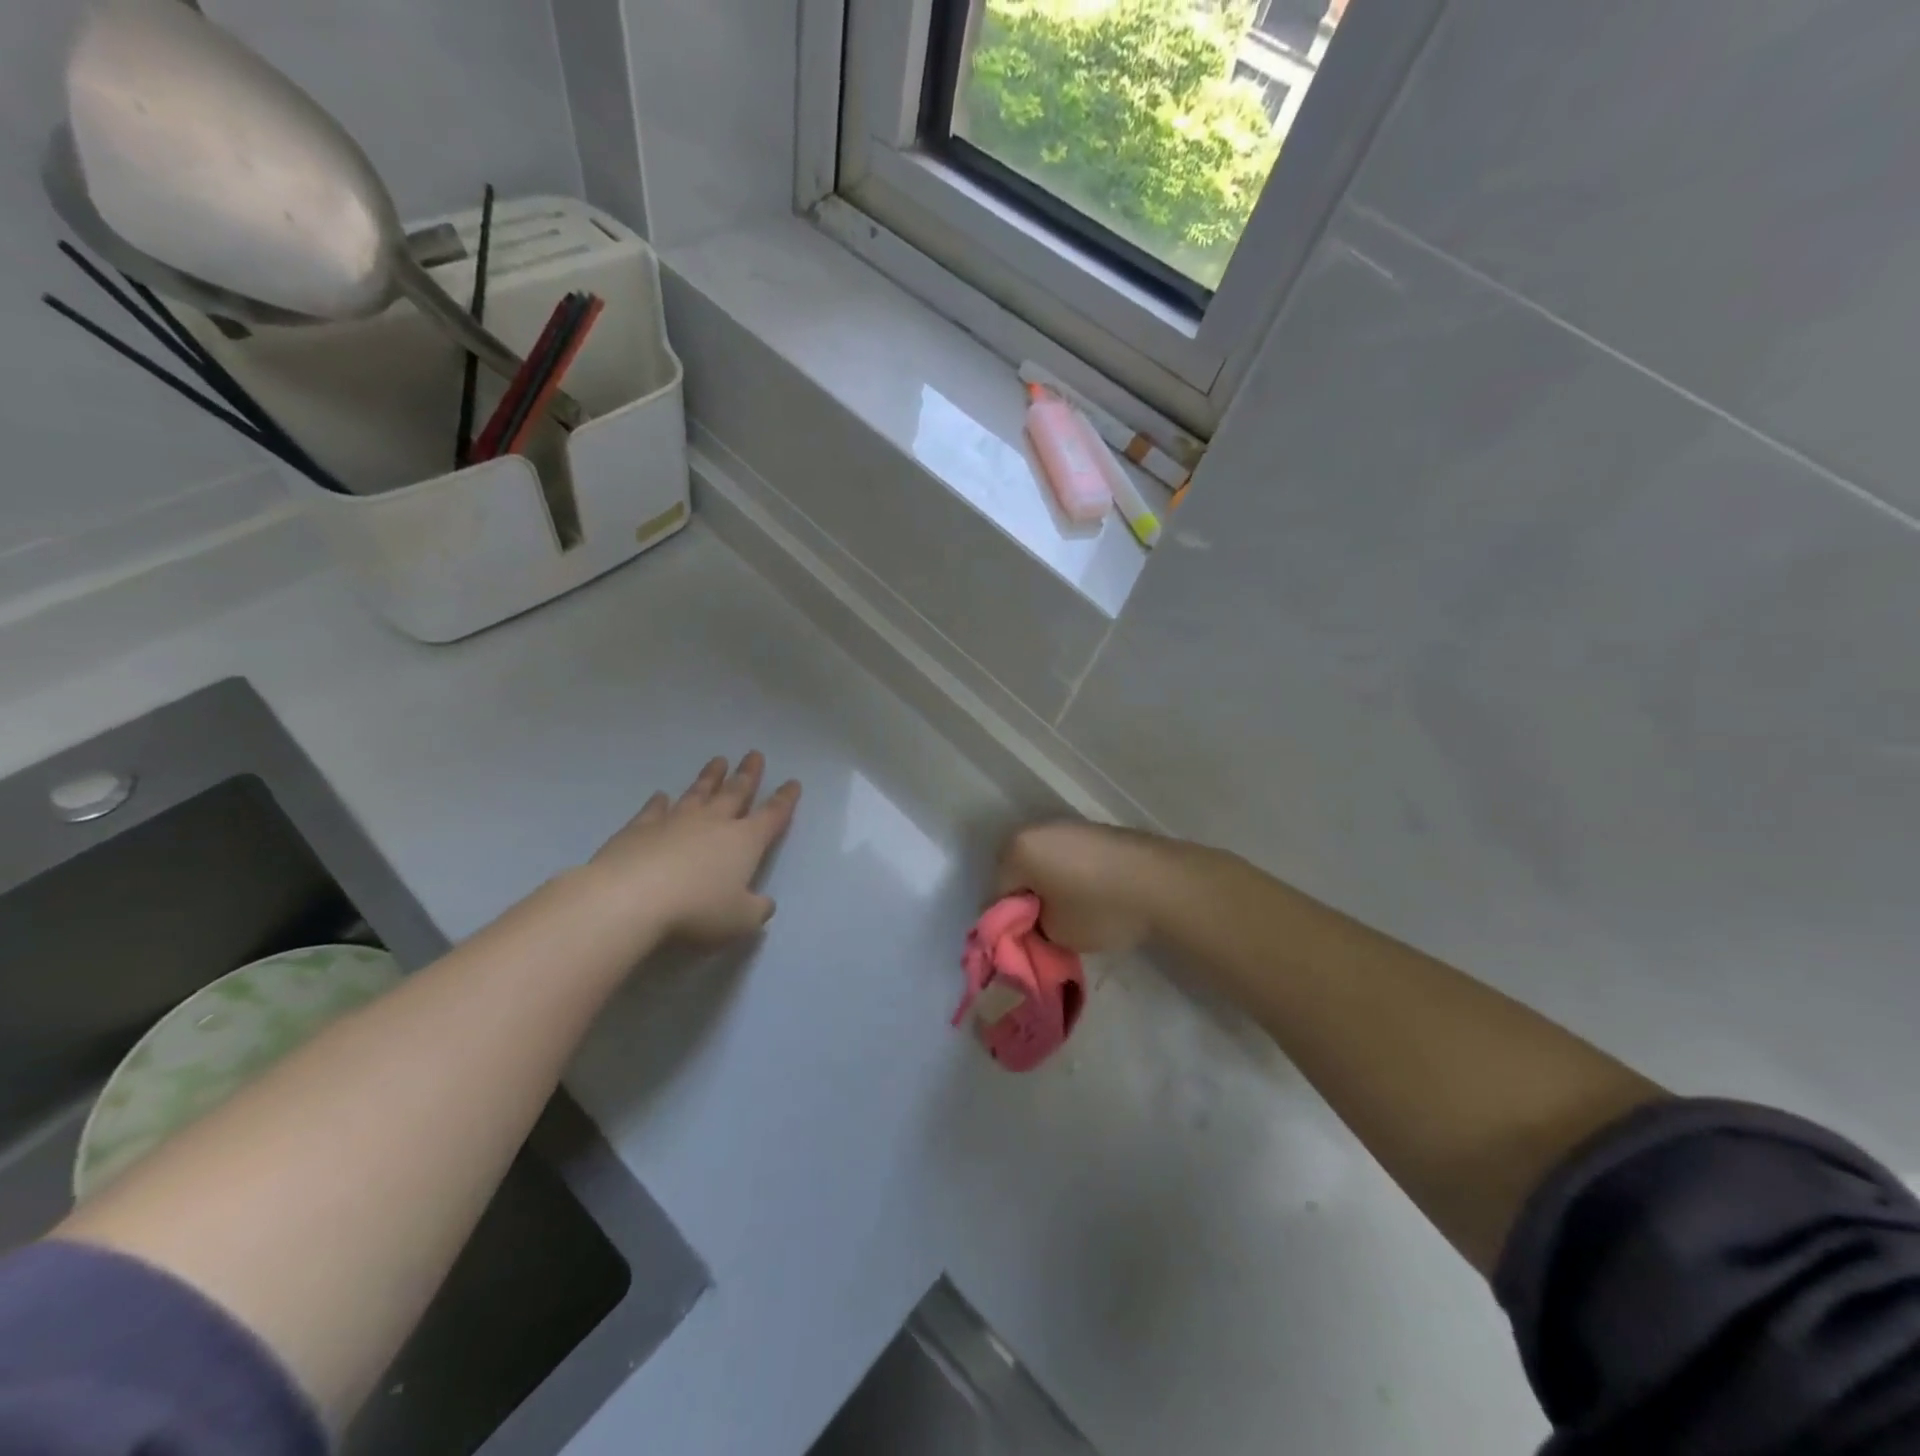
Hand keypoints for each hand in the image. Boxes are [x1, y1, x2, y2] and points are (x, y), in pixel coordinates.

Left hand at [589, 753, 801, 943]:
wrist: (631, 898)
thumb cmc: (697, 909)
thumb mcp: (740, 920)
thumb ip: (756, 910)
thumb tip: (764, 904)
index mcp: (745, 841)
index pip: (772, 815)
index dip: (784, 800)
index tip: (792, 782)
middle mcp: (714, 823)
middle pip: (735, 793)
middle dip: (748, 775)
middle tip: (754, 755)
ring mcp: (675, 822)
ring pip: (698, 793)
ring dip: (710, 777)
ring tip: (718, 761)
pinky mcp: (639, 829)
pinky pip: (654, 810)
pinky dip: (659, 802)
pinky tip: (661, 796)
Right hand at [993, 822, 1175, 953]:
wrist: (1160, 882)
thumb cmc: (1098, 907)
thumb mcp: (1055, 934)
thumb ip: (1032, 929)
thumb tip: (1034, 923)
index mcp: (1016, 850)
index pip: (996, 894)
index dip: (1007, 926)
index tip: (1022, 945)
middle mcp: (1035, 829)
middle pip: (1018, 873)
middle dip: (1026, 902)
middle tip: (1043, 933)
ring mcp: (1066, 825)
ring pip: (1043, 864)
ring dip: (1048, 887)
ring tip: (1068, 916)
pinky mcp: (1093, 830)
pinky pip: (1067, 858)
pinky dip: (1070, 877)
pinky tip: (1089, 898)